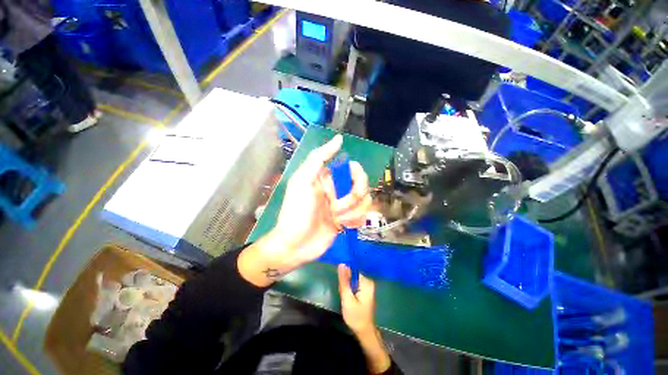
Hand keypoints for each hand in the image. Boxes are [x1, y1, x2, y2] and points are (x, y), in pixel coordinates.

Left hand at [271, 134, 370, 264]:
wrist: (295, 246)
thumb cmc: (296, 212)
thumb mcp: (302, 181)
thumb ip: (319, 158)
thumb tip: (340, 139)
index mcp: (328, 177)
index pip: (354, 169)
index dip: (359, 178)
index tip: (355, 189)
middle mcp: (338, 189)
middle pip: (363, 185)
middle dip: (354, 199)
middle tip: (338, 210)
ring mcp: (343, 205)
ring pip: (365, 202)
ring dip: (352, 213)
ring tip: (336, 220)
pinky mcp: (347, 220)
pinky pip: (362, 216)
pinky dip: (355, 221)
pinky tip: (343, 227)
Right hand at [337, 264, 375, 334]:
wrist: (364, 332)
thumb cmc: (355, 316)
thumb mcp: (347, 298)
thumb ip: (344, 281)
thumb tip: (341, 263)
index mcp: (366, 282)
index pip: (353, 270)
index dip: (345, 275)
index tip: (341, 286)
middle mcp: (368, 281)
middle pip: (352, 274)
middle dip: (345, 282)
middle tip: (343, 294)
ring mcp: (367, 286)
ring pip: (352, 279)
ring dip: (347, 286)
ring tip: (346, 297)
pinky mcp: (365, 290)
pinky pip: (354, 284)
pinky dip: (350, 289)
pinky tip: (348, 298)